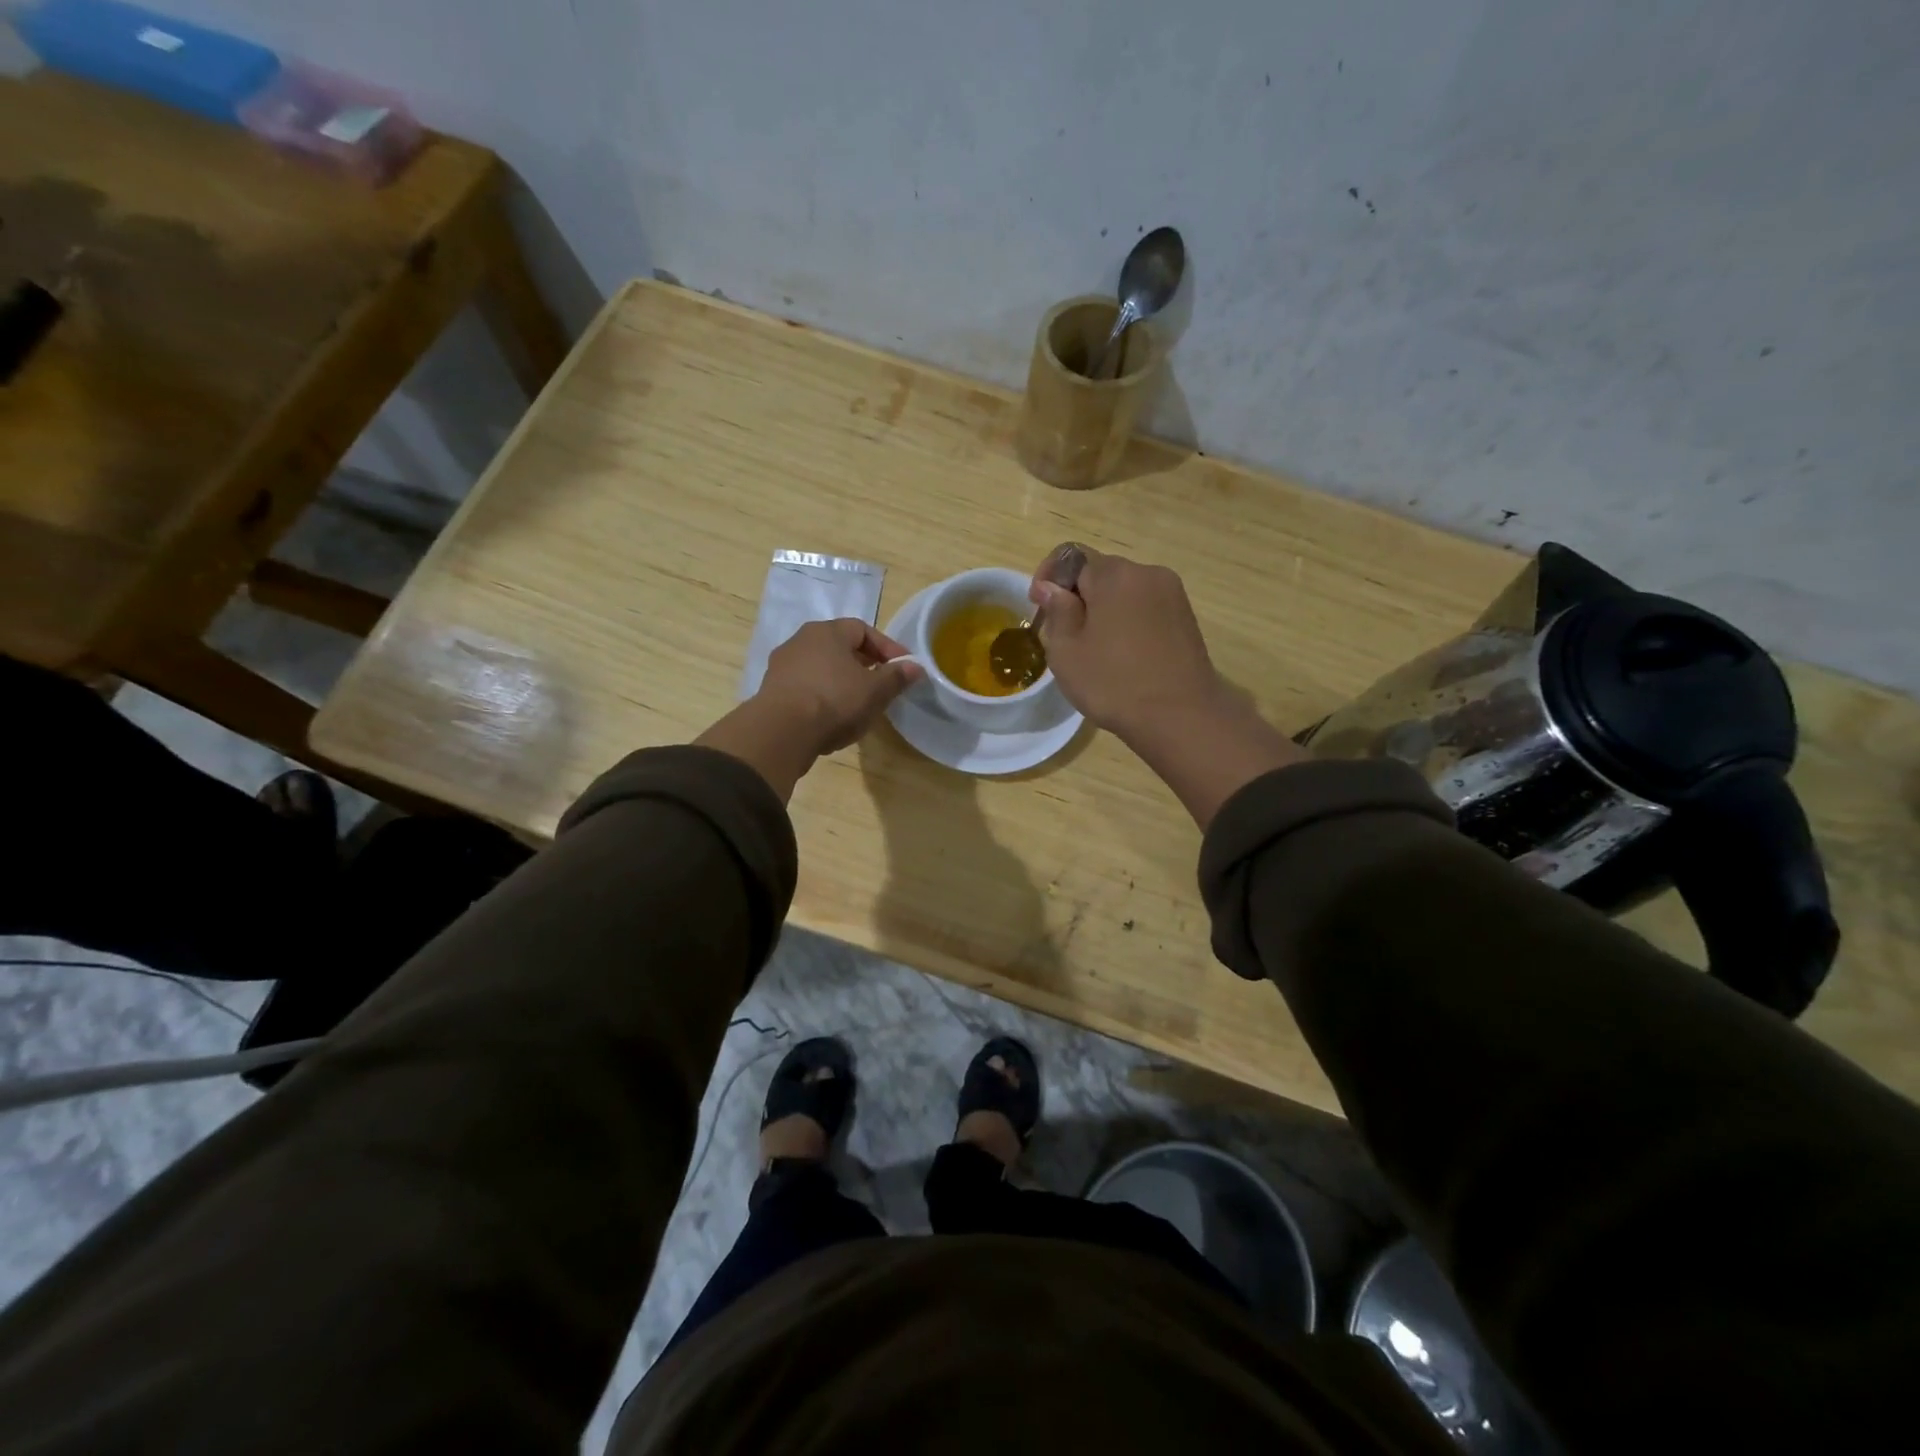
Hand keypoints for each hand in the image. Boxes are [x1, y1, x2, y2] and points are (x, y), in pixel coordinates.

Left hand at [696, 620, 921, 800]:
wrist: (782, 731)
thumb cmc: (835, 700)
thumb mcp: (875, 691)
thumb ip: (896, 677)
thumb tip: (915, 666)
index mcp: (827, 632)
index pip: (863, 629)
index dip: (887, 647)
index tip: (903, 667)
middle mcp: (801, 640)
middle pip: (840, 647)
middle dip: (864, 664)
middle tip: (882, 683)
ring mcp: (782, 665)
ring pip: (821, 668)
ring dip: (842, 681)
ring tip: (858, 703)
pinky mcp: (772, 691)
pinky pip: (806, 687)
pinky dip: (823, 696)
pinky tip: (833, 716)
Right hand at [1030, 549, 1228, 738]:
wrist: (1181, 716)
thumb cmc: (1114, 683)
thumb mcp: (1066, 651)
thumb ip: (1057, 611)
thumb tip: (1051, 587)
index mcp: (1115, 575)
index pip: (1071, 556)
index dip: (1049, 577)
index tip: (1039, 608)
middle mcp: (1147, 574)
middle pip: (1100, 573)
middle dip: (1078, 596)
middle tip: (1064, 636)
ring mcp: (1172, 595)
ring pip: (1124, 592)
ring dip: (1104, 610)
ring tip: (1095, 650)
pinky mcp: (1186, 618)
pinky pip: (1145, 608)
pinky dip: (1128, 622)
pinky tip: (1124, 657)